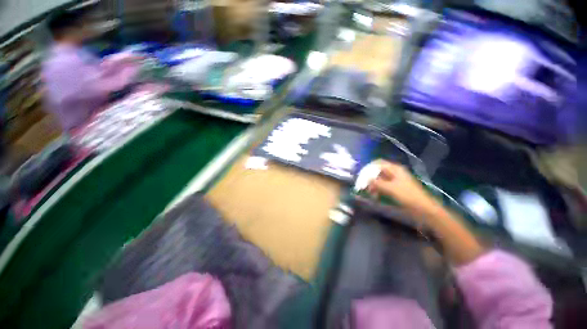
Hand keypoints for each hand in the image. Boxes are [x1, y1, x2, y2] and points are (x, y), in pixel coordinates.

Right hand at [367, 161, 436, 213]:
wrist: (423, 209)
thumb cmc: (407, 196)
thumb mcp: (390, 188)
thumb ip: (376, 183)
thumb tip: (365, 179)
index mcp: (394, 169)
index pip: (378, 163)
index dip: (368, 168)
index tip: (361, 175)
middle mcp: (394, 172)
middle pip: (377, 171)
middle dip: (369, 178)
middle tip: (363, 186)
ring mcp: (395, 181)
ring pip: (379, 179)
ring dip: (373, 185)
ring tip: (369, 193)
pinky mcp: (395, 188)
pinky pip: (383, 186)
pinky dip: (378, 190)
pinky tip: (375, 196)